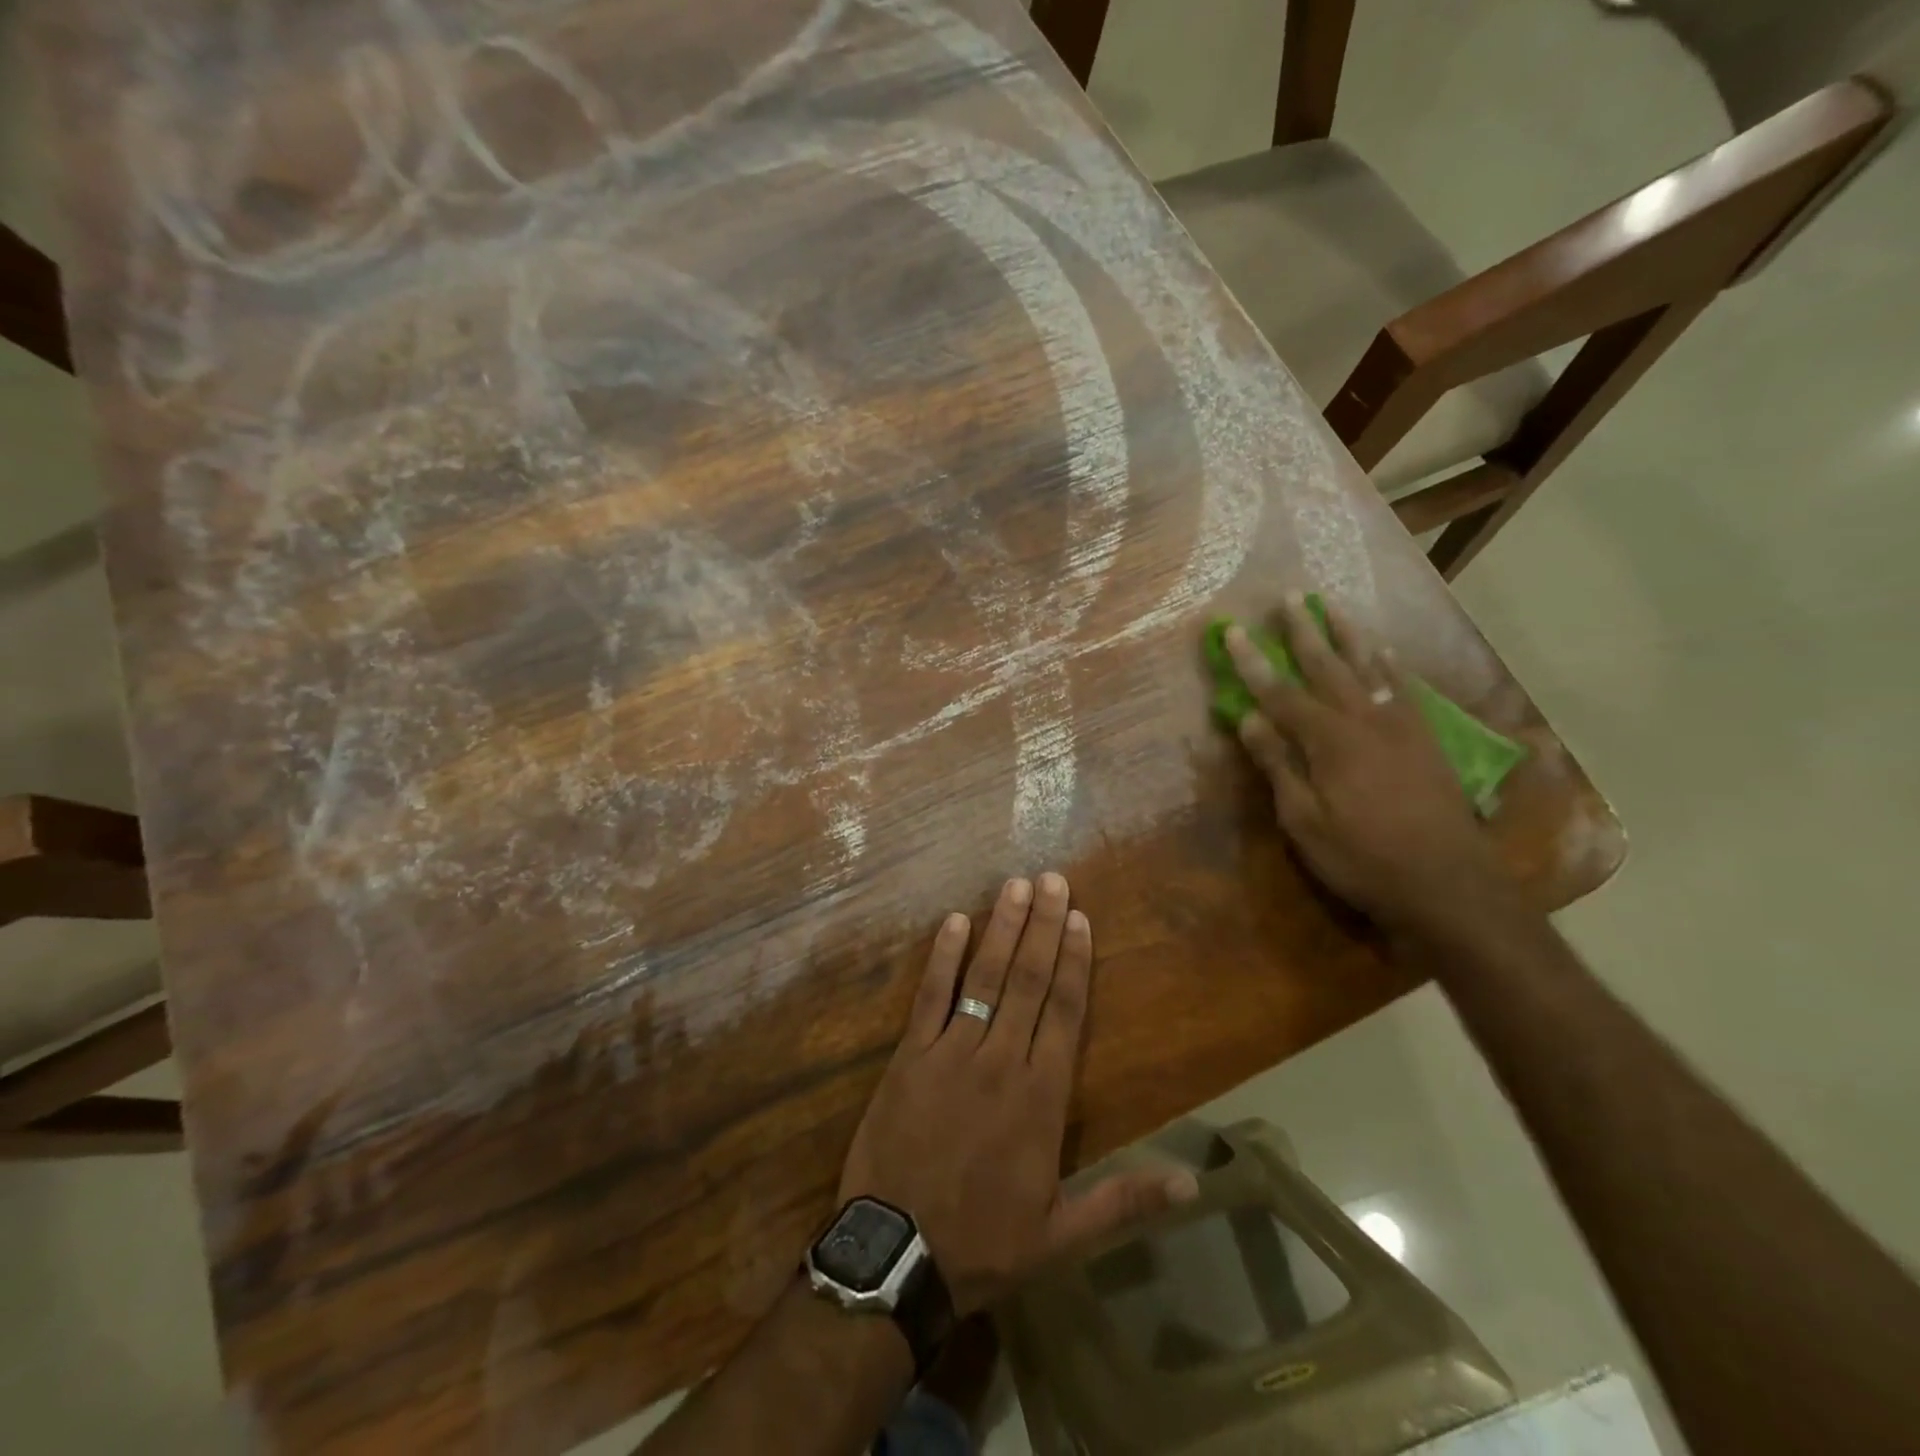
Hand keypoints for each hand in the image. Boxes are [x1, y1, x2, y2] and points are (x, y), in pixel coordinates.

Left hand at [839, 875, 1198, 1314]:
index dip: (1074, 961)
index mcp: (1041, 1098)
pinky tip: (955, 921)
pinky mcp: (909, 1056)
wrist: (897, 1257)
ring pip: (983, 978)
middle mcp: (1000, 1061)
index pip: (1064, 1012)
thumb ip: (1125, 1200)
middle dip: (1041, 926)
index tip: (1079, 917)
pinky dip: (943, 958)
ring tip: (1015, 885)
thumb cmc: (984, 1242)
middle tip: (1051, 879)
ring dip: (1001, 928)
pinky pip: (929, 997)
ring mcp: (951, 1053)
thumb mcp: (1063, 1235)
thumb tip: (1195, 1183)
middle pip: (1027, 981)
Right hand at [1225, 594, 1509, 931]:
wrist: (1447, 884)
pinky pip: (1404, 688)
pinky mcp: (1425, 739)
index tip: (1233, 630)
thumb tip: (1249, 719)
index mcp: (1330, 741)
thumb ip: (1278, 766)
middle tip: (1288, 597)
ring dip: (1348, 635)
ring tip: (1332, 607)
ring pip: (1370, 668)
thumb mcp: (1305, 821)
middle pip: (1328, 666)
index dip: (1253, 662)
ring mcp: (1401, 726)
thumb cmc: (1363, 858)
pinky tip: (1383, 652)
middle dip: (1303, 631)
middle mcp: (1366, 721)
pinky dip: (1389, 664)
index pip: (1280, 692)